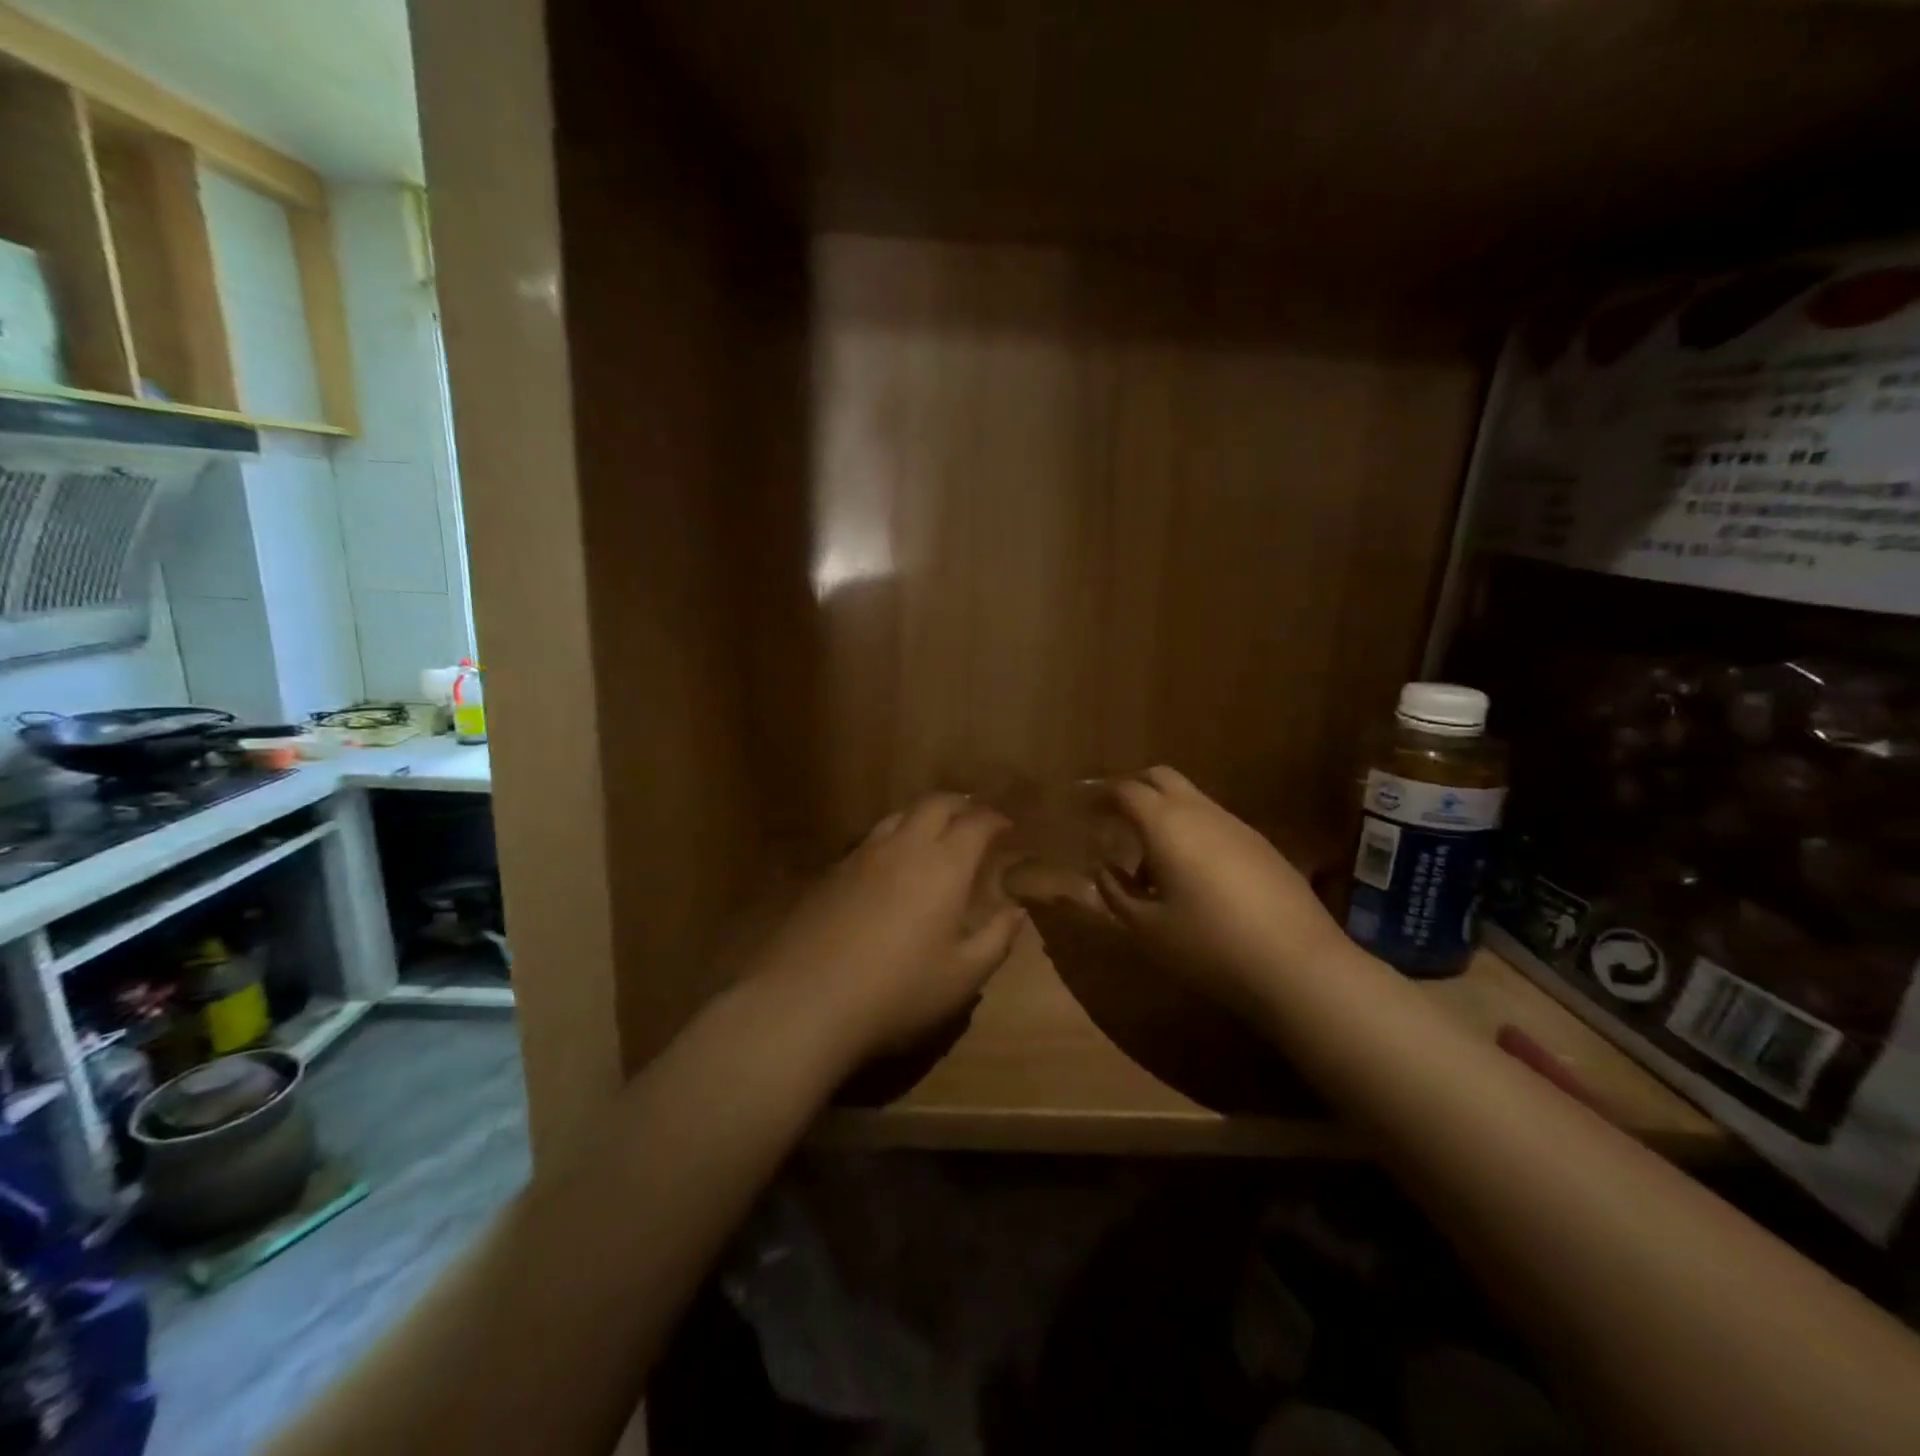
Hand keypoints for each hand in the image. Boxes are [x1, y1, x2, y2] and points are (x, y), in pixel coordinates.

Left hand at [749, 794, 1026, 1064]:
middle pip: (935, 804)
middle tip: (973, 818)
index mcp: (943, 865)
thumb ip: (996, 939)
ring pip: (898, 816)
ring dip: (922, 816)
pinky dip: (891, 838)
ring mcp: (861, 856)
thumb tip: (1016, 911)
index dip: (995, 819)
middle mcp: (903, 847)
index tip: (1007, 827)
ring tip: (932, 833)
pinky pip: (869, 840)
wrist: (806, 1001)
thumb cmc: (898, 992)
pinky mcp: (830, 873)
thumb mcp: (962, 977)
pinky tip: (888, 865)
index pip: (976, 823)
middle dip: (960, 804)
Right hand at [1095, 767, 1346, 1011]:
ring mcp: (1237, 826)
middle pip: (1161, 777)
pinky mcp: (1262, 846)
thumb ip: (1115, 892)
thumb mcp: (1146, 928)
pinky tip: (1193, 876)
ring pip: (1191, 799)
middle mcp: (1201, 812)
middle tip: (1113, 815)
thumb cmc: (1208, 945)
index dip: (1101, 795)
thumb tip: (1104, 869)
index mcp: (1166, 824)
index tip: (1084, 807)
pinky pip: (1215, 823)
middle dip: (1133, 787)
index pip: (1126, 791)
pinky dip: (1192, 832)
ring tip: (1150, 859)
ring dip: (1164, 813)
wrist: (1298, 965)